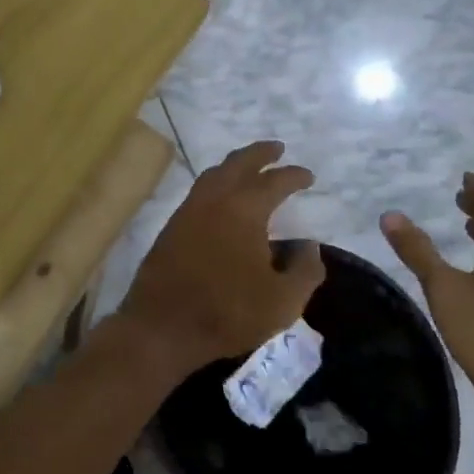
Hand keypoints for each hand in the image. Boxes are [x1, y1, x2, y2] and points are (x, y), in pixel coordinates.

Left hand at [120, 140, 324, 376]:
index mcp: (245, 209)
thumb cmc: (228, 312)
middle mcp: (215, 199)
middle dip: (260, 153)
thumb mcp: (283, 301)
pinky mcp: (172, 225)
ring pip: (215, 173)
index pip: (274, 181)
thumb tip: (309, 245)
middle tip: (277, 149)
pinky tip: (223, 197)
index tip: (308, 176)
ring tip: (250, 167)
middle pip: (239, 163)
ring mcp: (189, 209)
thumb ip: (305, 270)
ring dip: (235, 164)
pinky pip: (200, 190)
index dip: (294, 176)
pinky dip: (217, 182)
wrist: (163, 325)